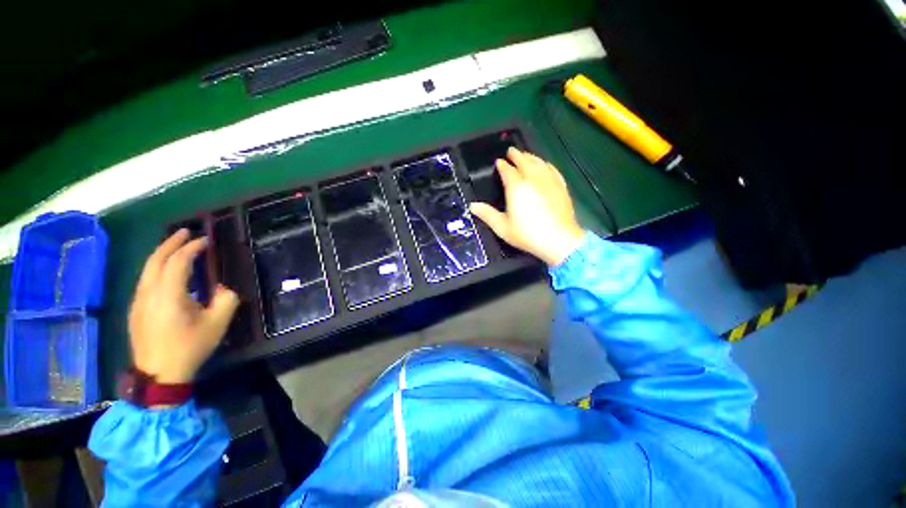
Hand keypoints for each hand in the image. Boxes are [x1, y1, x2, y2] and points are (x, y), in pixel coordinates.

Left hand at [129, 229, 238, 383]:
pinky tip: (165, 271)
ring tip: (176, 246)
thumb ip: (226, 300)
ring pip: (147, 269)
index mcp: (168, 295)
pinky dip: (156, 268)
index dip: (192, 248)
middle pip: (155, 260)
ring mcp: (138, 302)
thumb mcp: (217, 324)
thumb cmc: (189, 347)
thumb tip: (221, 289)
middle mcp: (148, 293)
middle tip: (185, 232)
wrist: (159, 375)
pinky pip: (145, 280)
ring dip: (161, 254)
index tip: (206, 240)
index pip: (178, 262)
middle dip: (170, 243)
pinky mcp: (136, 310)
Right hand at [469, 148, 584, 265]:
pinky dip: (546, 164)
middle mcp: (533, 179)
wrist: (558, 240)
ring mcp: (549, 181)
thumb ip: (487, 215)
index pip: (508, 171)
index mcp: (516, 188)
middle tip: (511, 150)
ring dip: (531, 157)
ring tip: (526, 155)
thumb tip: (472, 206)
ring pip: (539, 163)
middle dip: (517, 155)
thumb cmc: (527, 234)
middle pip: (524, 161)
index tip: (499, 162)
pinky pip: (553, 170)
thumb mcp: (502, 227)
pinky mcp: (561, 187)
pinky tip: (545, 165)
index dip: (502, 165)